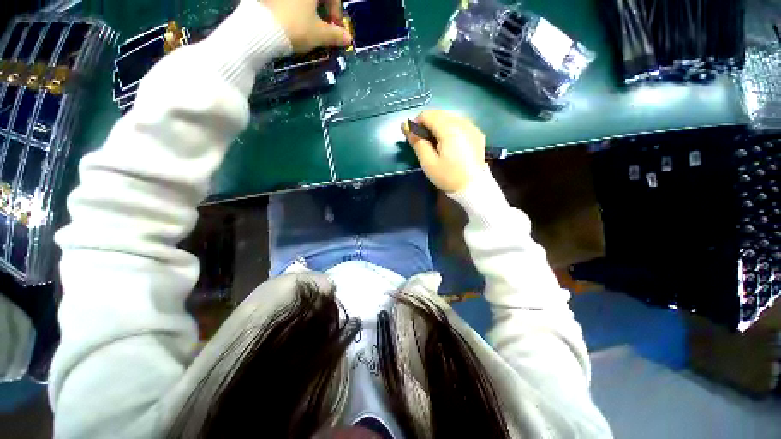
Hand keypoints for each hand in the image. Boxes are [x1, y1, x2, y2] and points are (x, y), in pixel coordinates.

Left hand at [262, 0, 351, 52]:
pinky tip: (292, 19)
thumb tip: (348, 38)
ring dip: (307, 9)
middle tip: (322, 25)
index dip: (336, 11)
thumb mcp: (319, 34)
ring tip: (307, 24)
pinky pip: (288, 3)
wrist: (261, 29)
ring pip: (302, 1)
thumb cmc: (296, 27)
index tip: (335, 27)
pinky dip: (293, 7)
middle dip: (322, 8)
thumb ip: (335, 35)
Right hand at [402, 110, 485, 192]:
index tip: (414, 137)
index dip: (417, 123)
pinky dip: (450, 128)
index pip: (428, 114)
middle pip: (439, 113)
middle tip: (424, 141)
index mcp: (449, 129)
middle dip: (428, 123)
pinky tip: (449, 142)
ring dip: (439, 125)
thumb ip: (417, 142)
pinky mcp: (477, 134)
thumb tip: (405, 125)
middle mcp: (462, 123)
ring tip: (436, 142)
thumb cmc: (448, 177)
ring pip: (450, 116)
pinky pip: (460, 123)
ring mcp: (472, 127)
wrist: (473, 188)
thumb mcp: (428, 162)